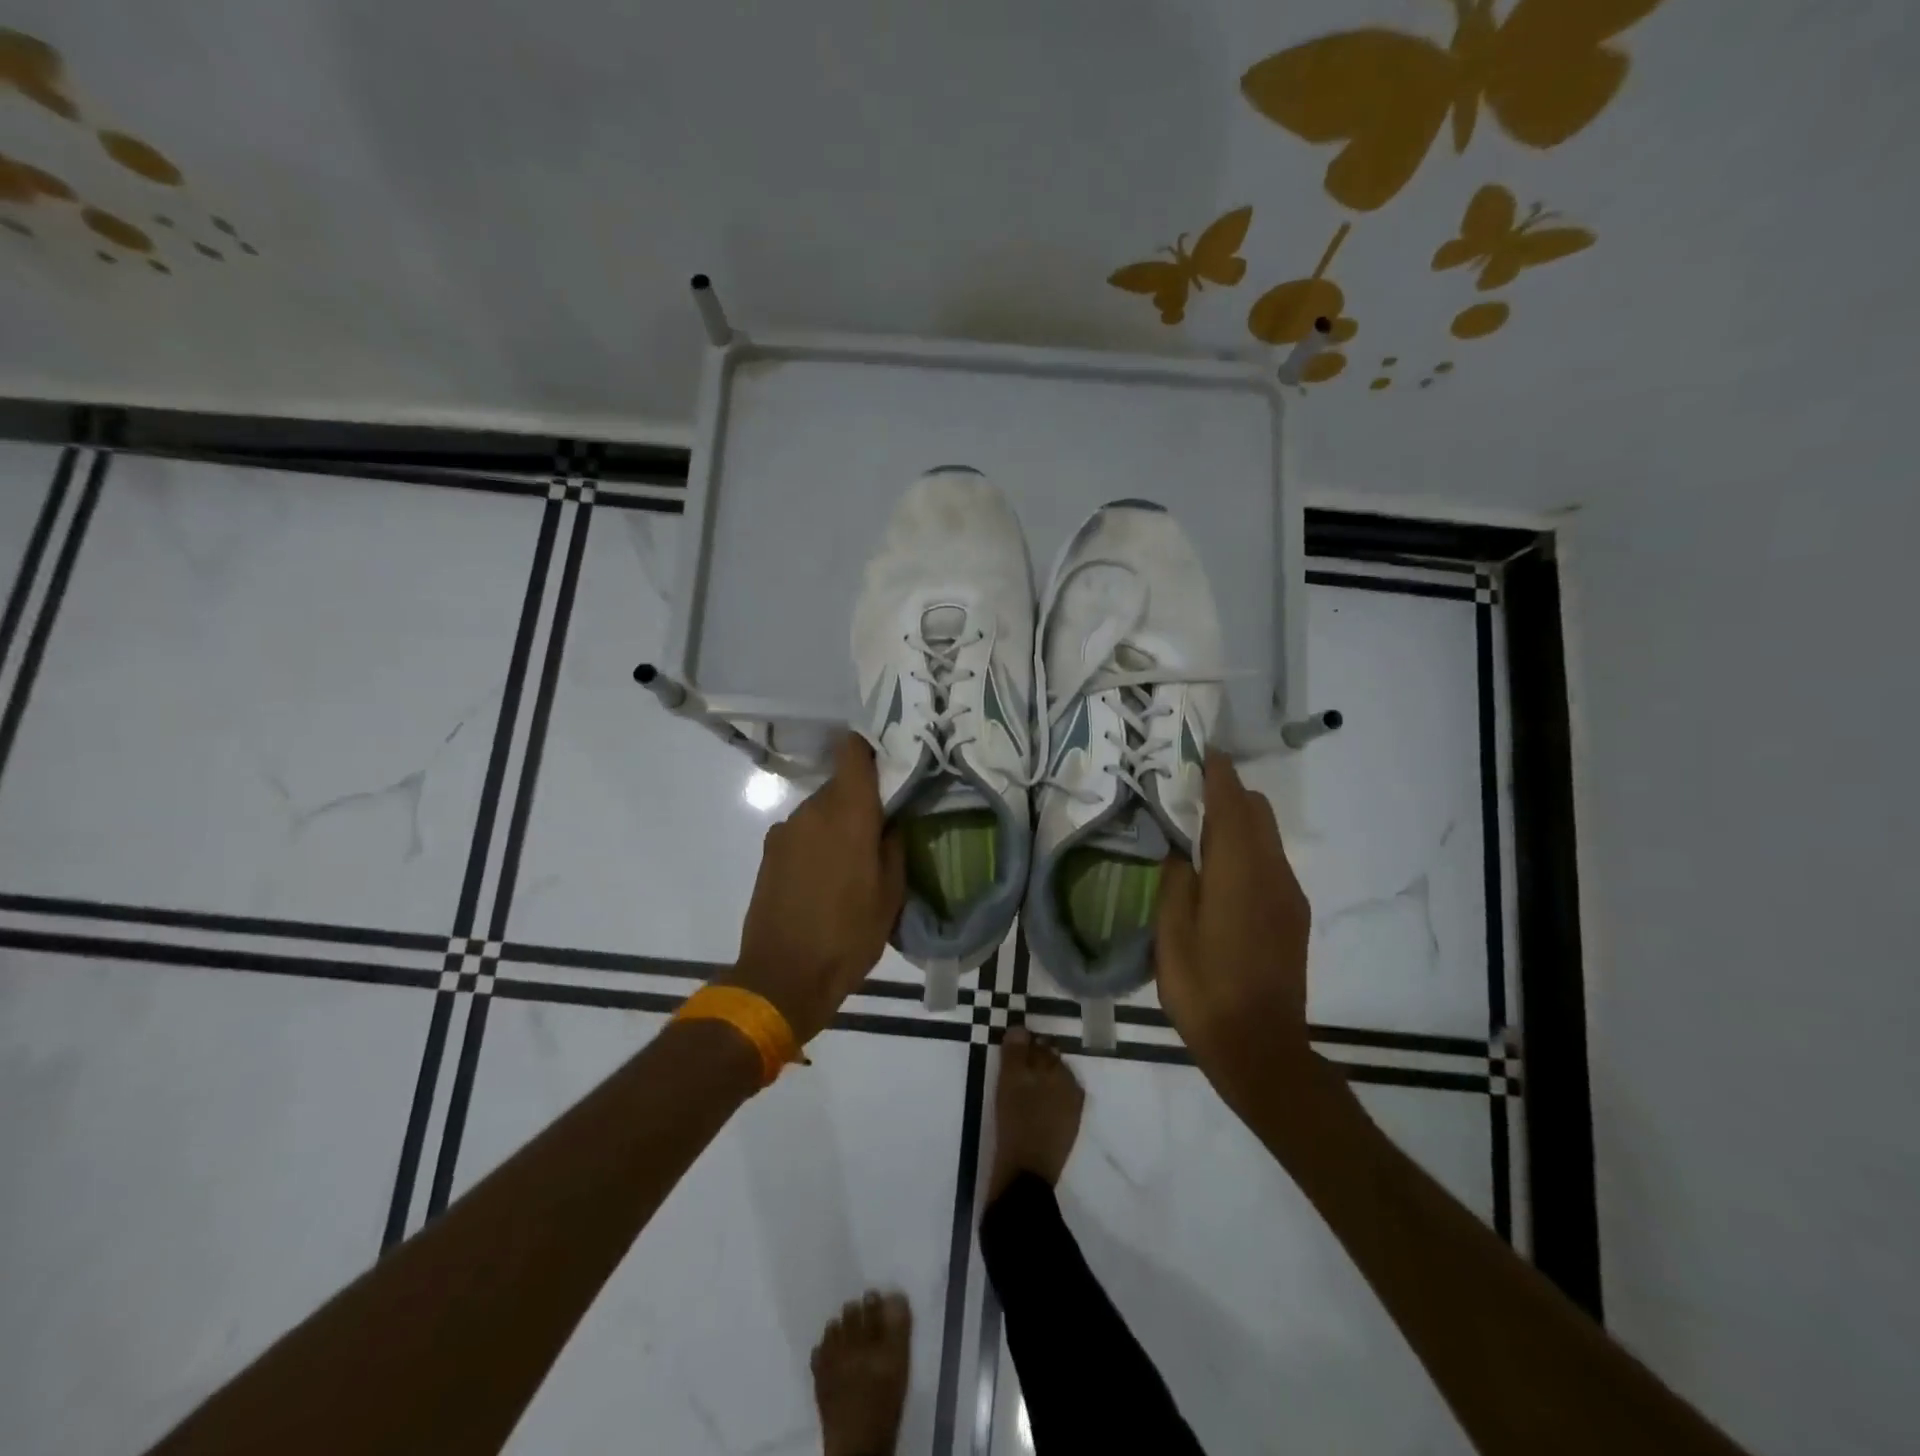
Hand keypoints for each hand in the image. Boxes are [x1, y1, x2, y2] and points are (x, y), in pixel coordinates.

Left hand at [724, 735, 905, 1044]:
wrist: (782, 977)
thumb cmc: (848, 936)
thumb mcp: (890, 896)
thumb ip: (894, 847)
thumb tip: (891, 822)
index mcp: (848, 814)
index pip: (852, 752)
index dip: (870, 746)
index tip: (891, 756)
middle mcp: (812, 811)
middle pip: (840, 784)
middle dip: (861, 798)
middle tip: (883, 825)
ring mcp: (785, 830)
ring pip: (820, 809)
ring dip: (838, 822)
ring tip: (855, 859)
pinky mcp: (769, 852)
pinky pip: (802, 831)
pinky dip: (817, 841)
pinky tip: (827, 876)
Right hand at [1156, 752, 1313, 1100]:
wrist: (1262, 1049)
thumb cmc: (1205, 991)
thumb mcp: (1171, 936)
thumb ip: (1175, 882)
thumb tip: (1179, 850)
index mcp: (1238, 873)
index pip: (1231, 804)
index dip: (1216, 773)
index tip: (1198, 750)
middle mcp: (1272, 873)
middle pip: (1256, 811)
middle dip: (1226, 792)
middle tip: (1184, 792)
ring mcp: (1288, 894)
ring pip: (1266, 835)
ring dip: (1236, 820)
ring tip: (1195, 829)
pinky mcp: (1292, 914)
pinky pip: (1270, 861)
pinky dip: (1246, 847)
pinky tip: (1217, 870)